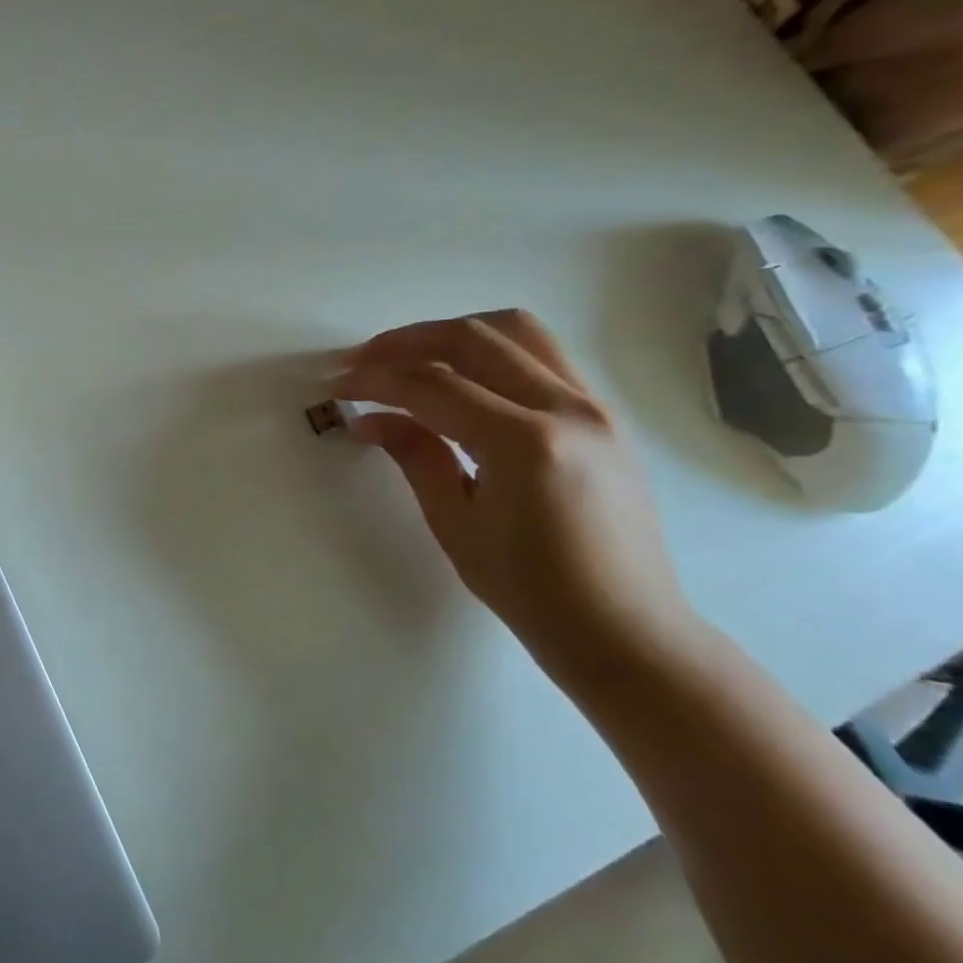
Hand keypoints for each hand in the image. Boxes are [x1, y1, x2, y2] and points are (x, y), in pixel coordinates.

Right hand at [328, 310, 691, 669]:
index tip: (336, 385)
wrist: (626, 631)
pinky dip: (489, 349)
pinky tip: (458, 376)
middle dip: (406, 342)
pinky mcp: (602, 416)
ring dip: (451, 333)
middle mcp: (567, 409)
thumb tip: (368, 419)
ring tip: (408, 356)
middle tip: (361, 360)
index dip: (375, 380)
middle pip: (473, 339)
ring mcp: (594, 407)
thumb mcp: (455, 523)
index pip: (433, 385)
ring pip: (515, 331)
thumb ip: (414, 455)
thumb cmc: (532, 591)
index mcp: (525, 444)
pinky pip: (540, 355)